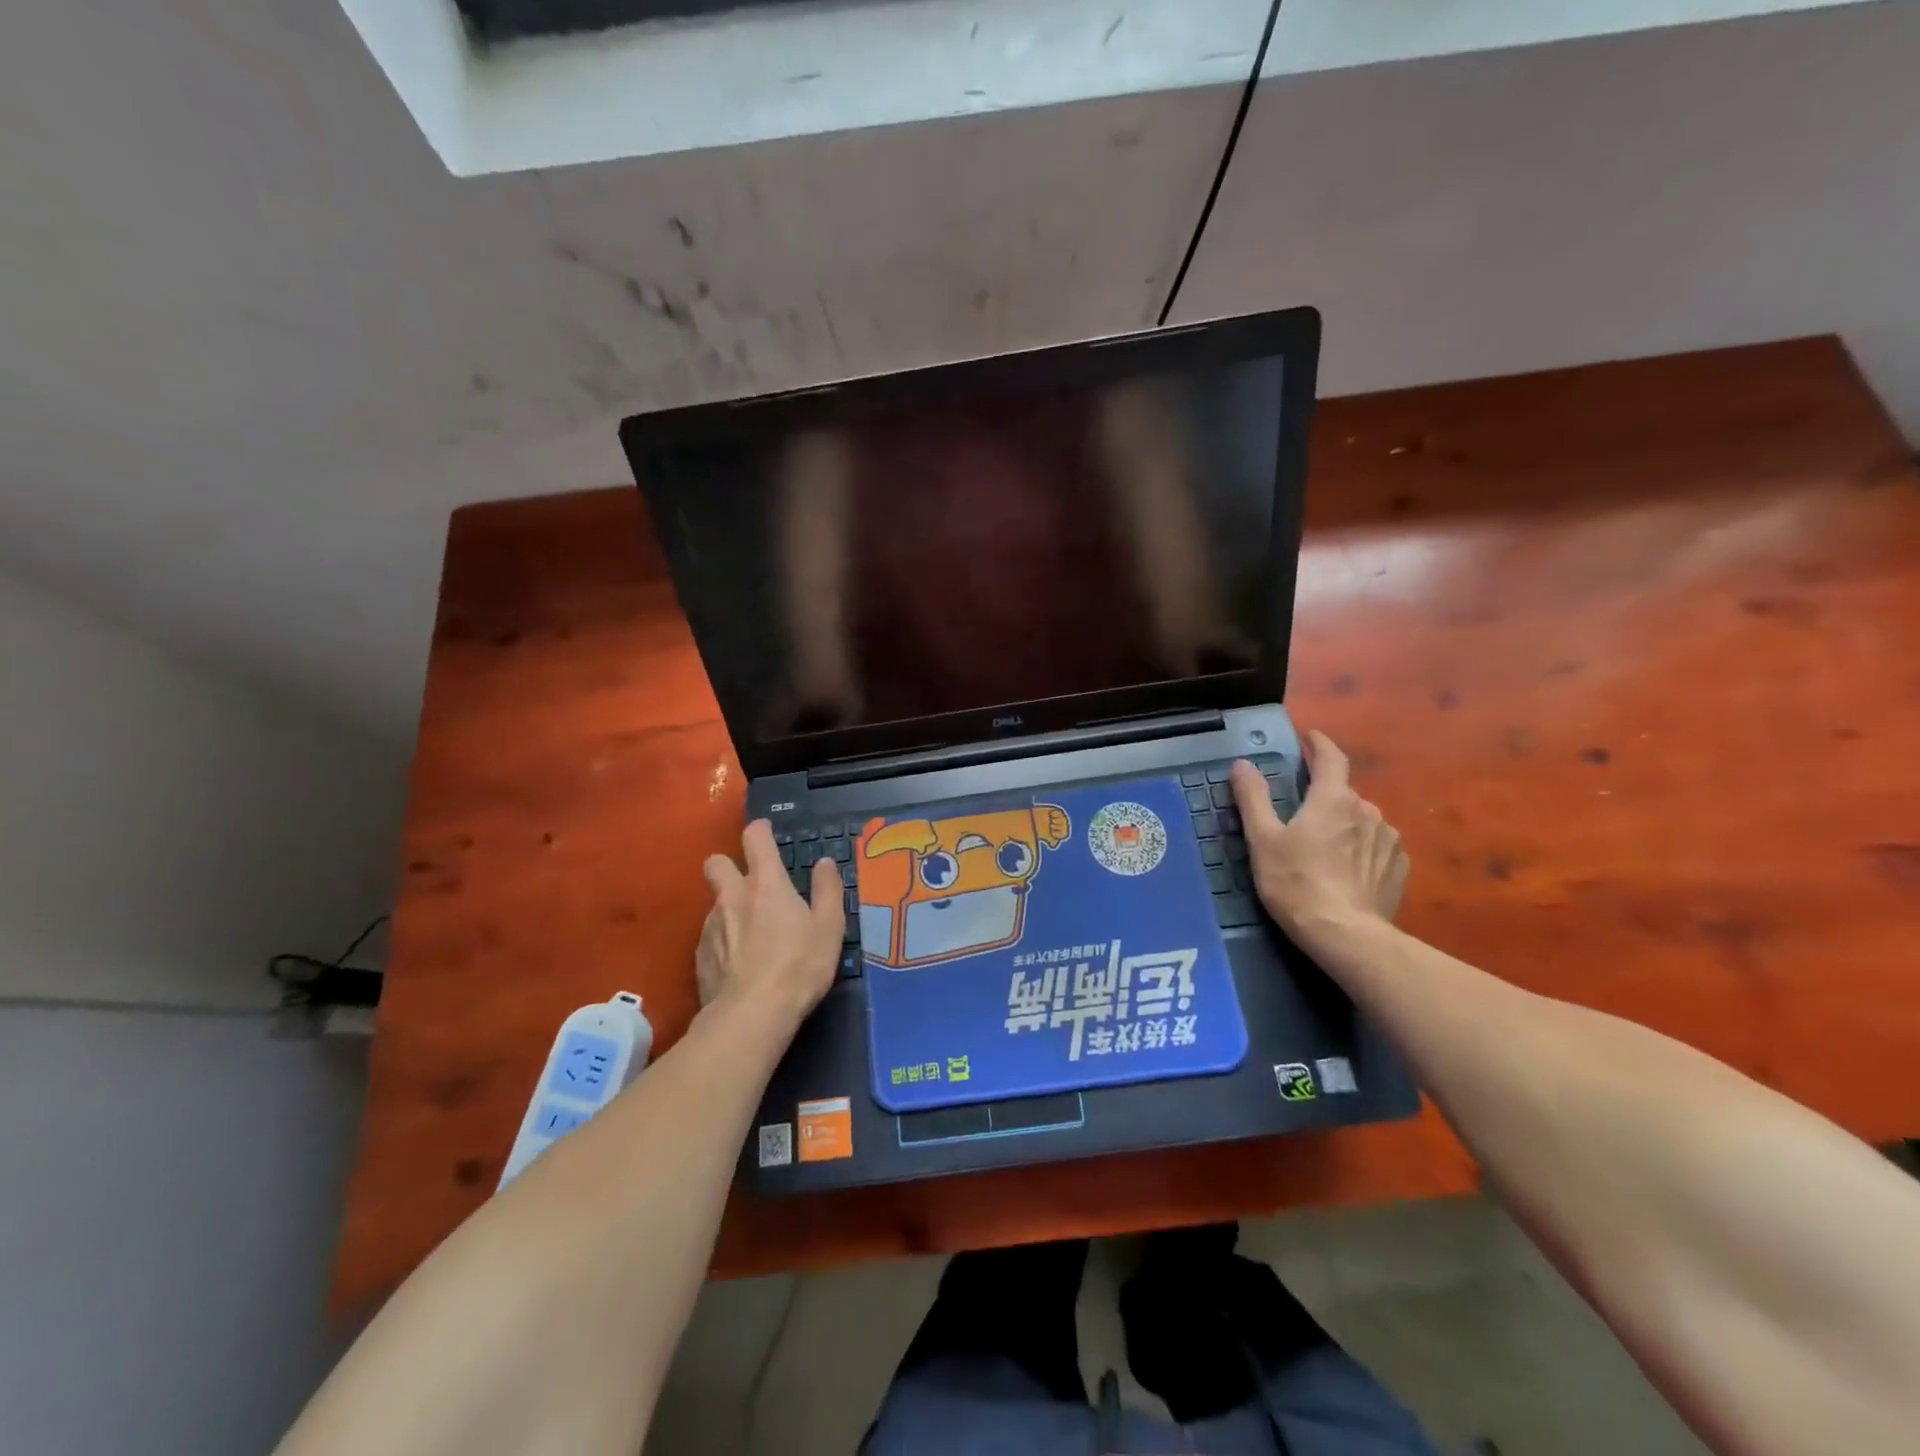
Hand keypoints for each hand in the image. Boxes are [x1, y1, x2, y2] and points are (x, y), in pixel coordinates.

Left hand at [697, 822, 843, 1025]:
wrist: (752, 1015)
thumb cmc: (799, 965)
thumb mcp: (829, 927)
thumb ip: (827, 889)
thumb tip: (824, 862)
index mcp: (766, 883)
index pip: (755, 838)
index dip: (760, 830)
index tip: (767, 834)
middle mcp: (733, 896)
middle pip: (716, 862)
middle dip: (728, 865)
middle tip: (750, 884)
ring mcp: (711, 925)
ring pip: (715, 902)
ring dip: (729, 908)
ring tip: (751, 934)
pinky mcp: (700, 955)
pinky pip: (710, 936)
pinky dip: (723, 940)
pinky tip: (739, 962)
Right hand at [1229, 731, 1408, 946]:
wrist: (1345, 935)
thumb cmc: (1295, 882)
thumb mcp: (1262, 840)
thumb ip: (1253, 798)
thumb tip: (1243, 764)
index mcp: (1333, 799)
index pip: (1331, 758)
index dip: (1320, 744)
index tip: (1310, 737)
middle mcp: (1367, 810)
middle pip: (1343, 793)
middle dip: (1324, 797)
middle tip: (1301, 816)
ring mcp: (1389, 840)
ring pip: (1362, 820)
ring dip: (1344, 825)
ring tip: (1324, 849)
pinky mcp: (1399, 868)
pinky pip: (1377, 847)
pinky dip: (1362, 849)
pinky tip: (1347, 871)